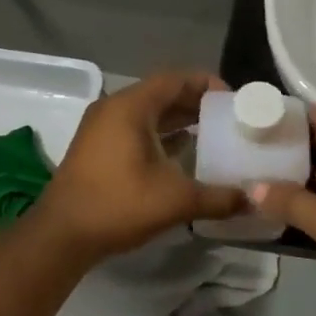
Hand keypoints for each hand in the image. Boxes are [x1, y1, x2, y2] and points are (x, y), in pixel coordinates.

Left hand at [30, 71, 246, 262]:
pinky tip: (183, 154)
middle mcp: (114, 108)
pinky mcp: (97, 148)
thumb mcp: (175, 200)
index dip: (207, 84)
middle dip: (196, 103)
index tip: (234, 100)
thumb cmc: (117, 205)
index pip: (175, 79)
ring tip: (213, 134)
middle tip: (229, 118)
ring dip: (179, 120)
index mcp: (130, 107)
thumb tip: (254, 201)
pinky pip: (136, 129)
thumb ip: (218, 198)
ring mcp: (101, 128)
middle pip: (162, 93)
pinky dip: (161, 135)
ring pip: (148, 113)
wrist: (61, 236)